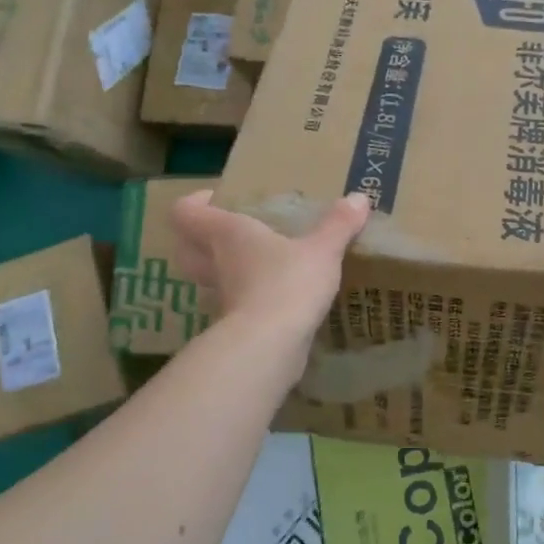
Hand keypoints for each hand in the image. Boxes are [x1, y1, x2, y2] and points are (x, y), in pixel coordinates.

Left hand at [171, 191, 370, 340]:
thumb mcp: (322, 250)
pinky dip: (246, 301)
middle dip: (198, 239)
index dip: (194, 203)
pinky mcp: (234, 327)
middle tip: (230, 232)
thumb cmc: (288, 282)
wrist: (271, 345)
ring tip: (256, 265)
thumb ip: (338, 225)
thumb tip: (359, 198)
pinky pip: (232, 306)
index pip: (185, 213)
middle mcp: (215, 263)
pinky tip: (274, 299)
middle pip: (184, 248)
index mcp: (226, 234)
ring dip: (222, 271)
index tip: (216, 199)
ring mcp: (221, 298)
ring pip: (206, 280)